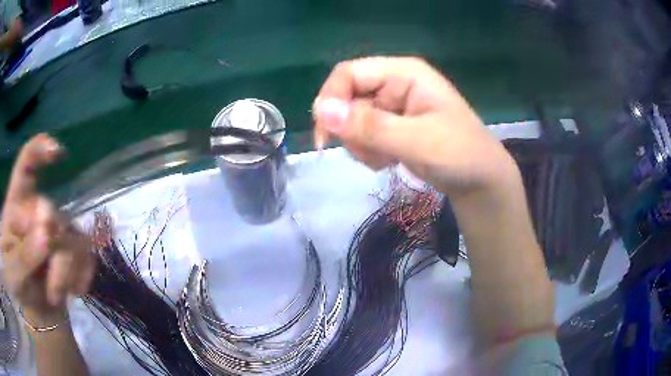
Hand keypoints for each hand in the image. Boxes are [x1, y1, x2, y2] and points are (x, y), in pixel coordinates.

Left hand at [0, 134, 95, 320]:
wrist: (32, 313)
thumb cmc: (15, 286)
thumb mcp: (12, 273)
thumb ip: (22, 257)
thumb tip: (46, 234)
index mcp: (16, 204)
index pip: (26, 163)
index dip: (41, 151)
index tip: (57, 155)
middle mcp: (35, 210)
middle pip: (51, 212)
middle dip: (52, 245)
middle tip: (50, 279)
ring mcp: (55, 231)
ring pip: (72, 238)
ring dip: (64, 272)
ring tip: (54, 296)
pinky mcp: (73, 252)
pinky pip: (87, 256)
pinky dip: (82, 276)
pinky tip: (74, 292)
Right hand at [313, 57, 517, 196]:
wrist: (480, 181)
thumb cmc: (459, 154)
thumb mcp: (417, 140)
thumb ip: (370, 126)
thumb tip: (322, 111)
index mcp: (403, 73)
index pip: (349, 73)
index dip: (331, 99)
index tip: (326, 136)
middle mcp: (394, 83)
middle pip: (347, 97)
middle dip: (350, 130)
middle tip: (369, 154)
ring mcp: (393, 105)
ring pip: (352, 119)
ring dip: (360, 144)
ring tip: (386, 159)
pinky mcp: (392, 125)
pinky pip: (363, 134)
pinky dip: (369, 151)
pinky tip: (389, 161)